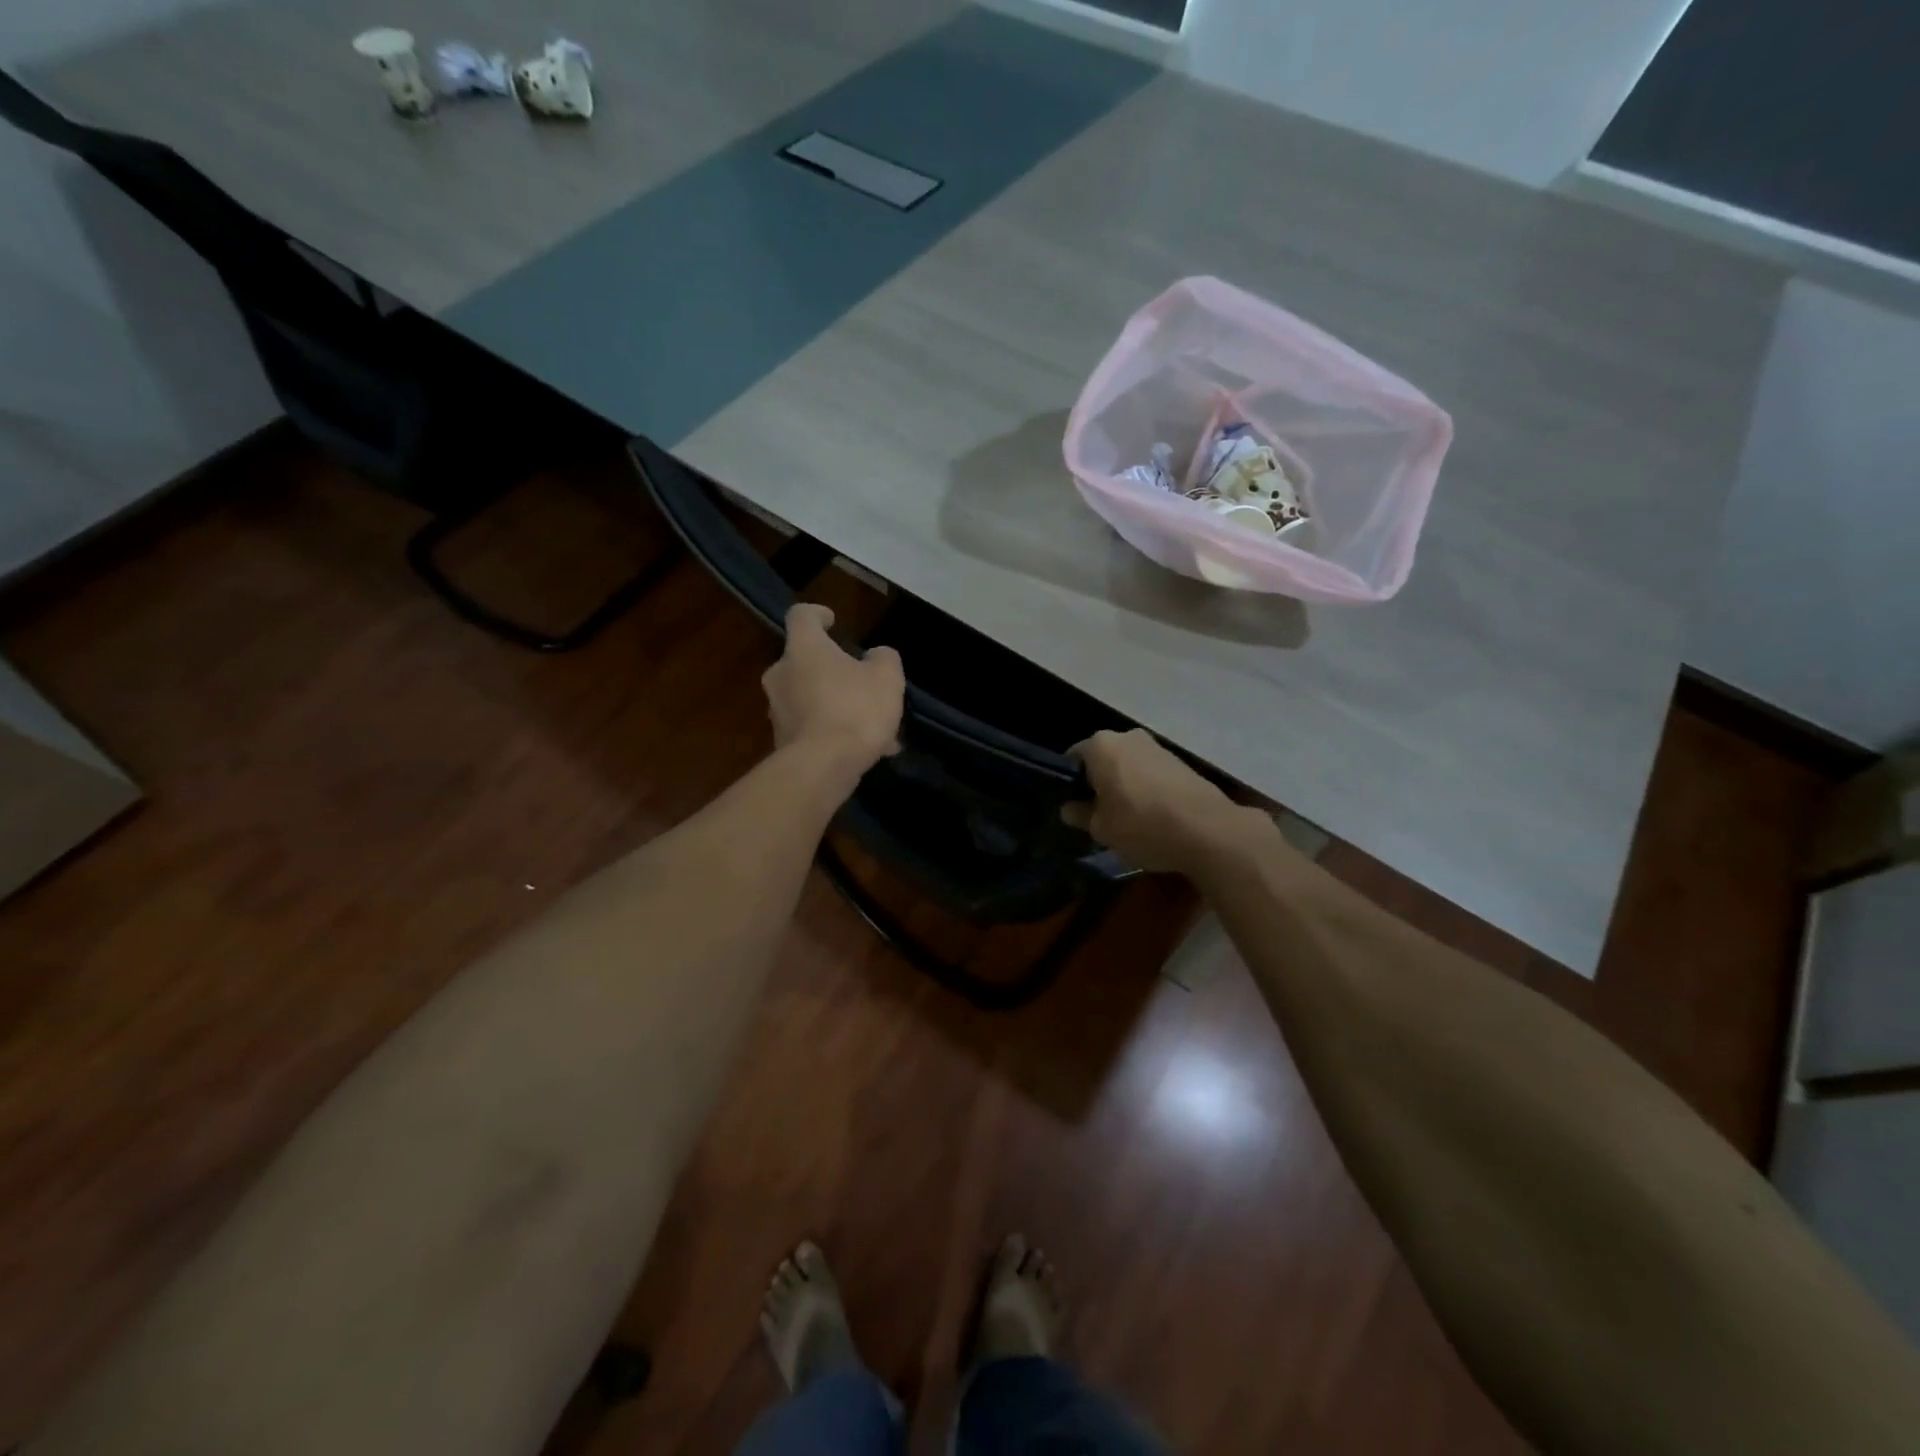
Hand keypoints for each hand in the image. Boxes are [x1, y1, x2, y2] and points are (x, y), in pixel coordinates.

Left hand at [762, 603, 904, 775]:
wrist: (822, 768)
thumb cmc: (854, 709)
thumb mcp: (886, 677)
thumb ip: (883, 658)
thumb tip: (875, 656)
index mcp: (803, 648)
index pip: (801, 616)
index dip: (818, 614)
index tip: (833, 622)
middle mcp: (781, 674)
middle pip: (804, 661)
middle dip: (832, 670)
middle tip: (861, 683)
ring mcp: (777, 710)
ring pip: (811, 698)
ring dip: (837, 705)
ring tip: (873, 727)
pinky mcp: (782, 742)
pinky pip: (812, 728)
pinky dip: (834, 733)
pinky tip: (866, 751)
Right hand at [1063, 729, 1252, 874]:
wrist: (1208, 829)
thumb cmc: (1141, 824)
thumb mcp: (1101, 828)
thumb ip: (1080, 815)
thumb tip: (1069, 808)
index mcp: (1101, 746)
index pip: (1073, 758)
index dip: (1070, 783)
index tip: (1075, 807)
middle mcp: (1128, 737)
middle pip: (1103, 759)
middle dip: (1099, 783)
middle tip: (1099, 815)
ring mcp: (1157, 747)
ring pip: (1129, 766)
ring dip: (1124, 786)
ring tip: (1128, 819)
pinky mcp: (1181, 762)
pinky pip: (1151, 774)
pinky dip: (1147, 789)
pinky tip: (1153, 817)